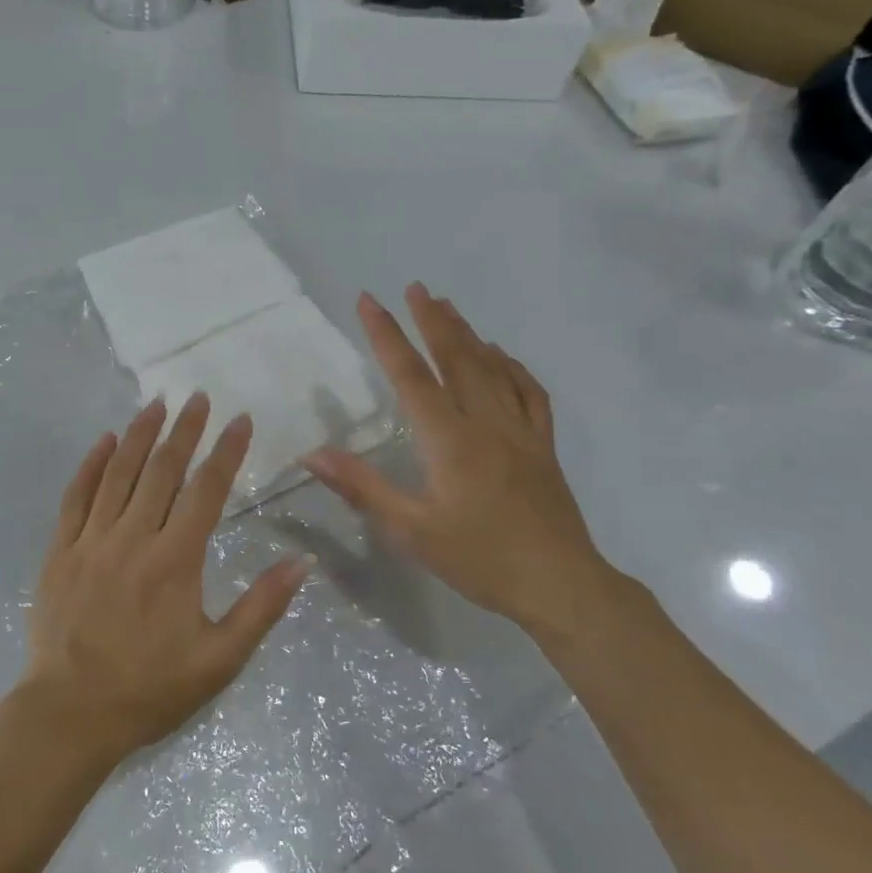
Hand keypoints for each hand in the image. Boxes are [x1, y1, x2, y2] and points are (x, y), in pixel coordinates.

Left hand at [22, 395, 310, 761]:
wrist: (70, 713)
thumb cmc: (150, 689)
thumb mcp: (219, 660)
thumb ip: (261, 607)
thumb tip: (302, 563)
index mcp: (175, 561)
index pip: (207, 491)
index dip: (226, 452)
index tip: (241, 420)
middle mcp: (133, 538)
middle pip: (162, 470)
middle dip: (185, 430)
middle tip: (198, 398)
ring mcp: (91, 540)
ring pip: (119, 473)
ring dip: (140, 435)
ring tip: (156, 404)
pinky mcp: (61, 550)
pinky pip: (76, 496)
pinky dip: (91, 464)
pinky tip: (105, 441)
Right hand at [302, 284, 625, 641]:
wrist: (560, 585)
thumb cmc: (479, 559)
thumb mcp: (410, 530)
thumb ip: (361, 487)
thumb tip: (311, 455)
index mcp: (448, 440)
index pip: (410, 376)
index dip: (386, 335)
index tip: (369, 301)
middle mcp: (485, 423)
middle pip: (456, 359)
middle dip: (432, 320)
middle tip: (415, 287)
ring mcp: (520, 431)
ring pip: (492, 368)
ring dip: (467, 334)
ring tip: (448, 306)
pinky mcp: (543, 445)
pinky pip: (529, 392)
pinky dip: (512, 366)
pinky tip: (501, 355)